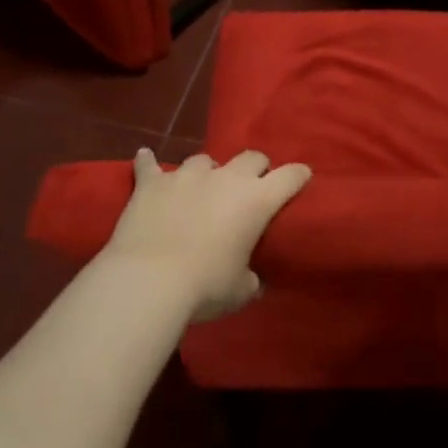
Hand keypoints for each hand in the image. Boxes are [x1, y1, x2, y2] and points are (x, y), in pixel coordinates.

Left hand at [104, 148, 311, 321]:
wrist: (149, 281)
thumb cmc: (205, 287)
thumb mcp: (240, 290)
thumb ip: (251, 279)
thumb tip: (253, 280)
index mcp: (257, 200)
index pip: (290, 176)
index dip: (298, 175)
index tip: (302, 177)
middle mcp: (226, 178)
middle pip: (250, 157)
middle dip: (255, 169)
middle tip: (250, 187)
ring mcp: (186, 176)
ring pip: (204, 160)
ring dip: (207, 172)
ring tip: (201, 187)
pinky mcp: (152, 183)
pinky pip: (150, 164)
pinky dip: (149, 162)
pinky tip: (145, 157)